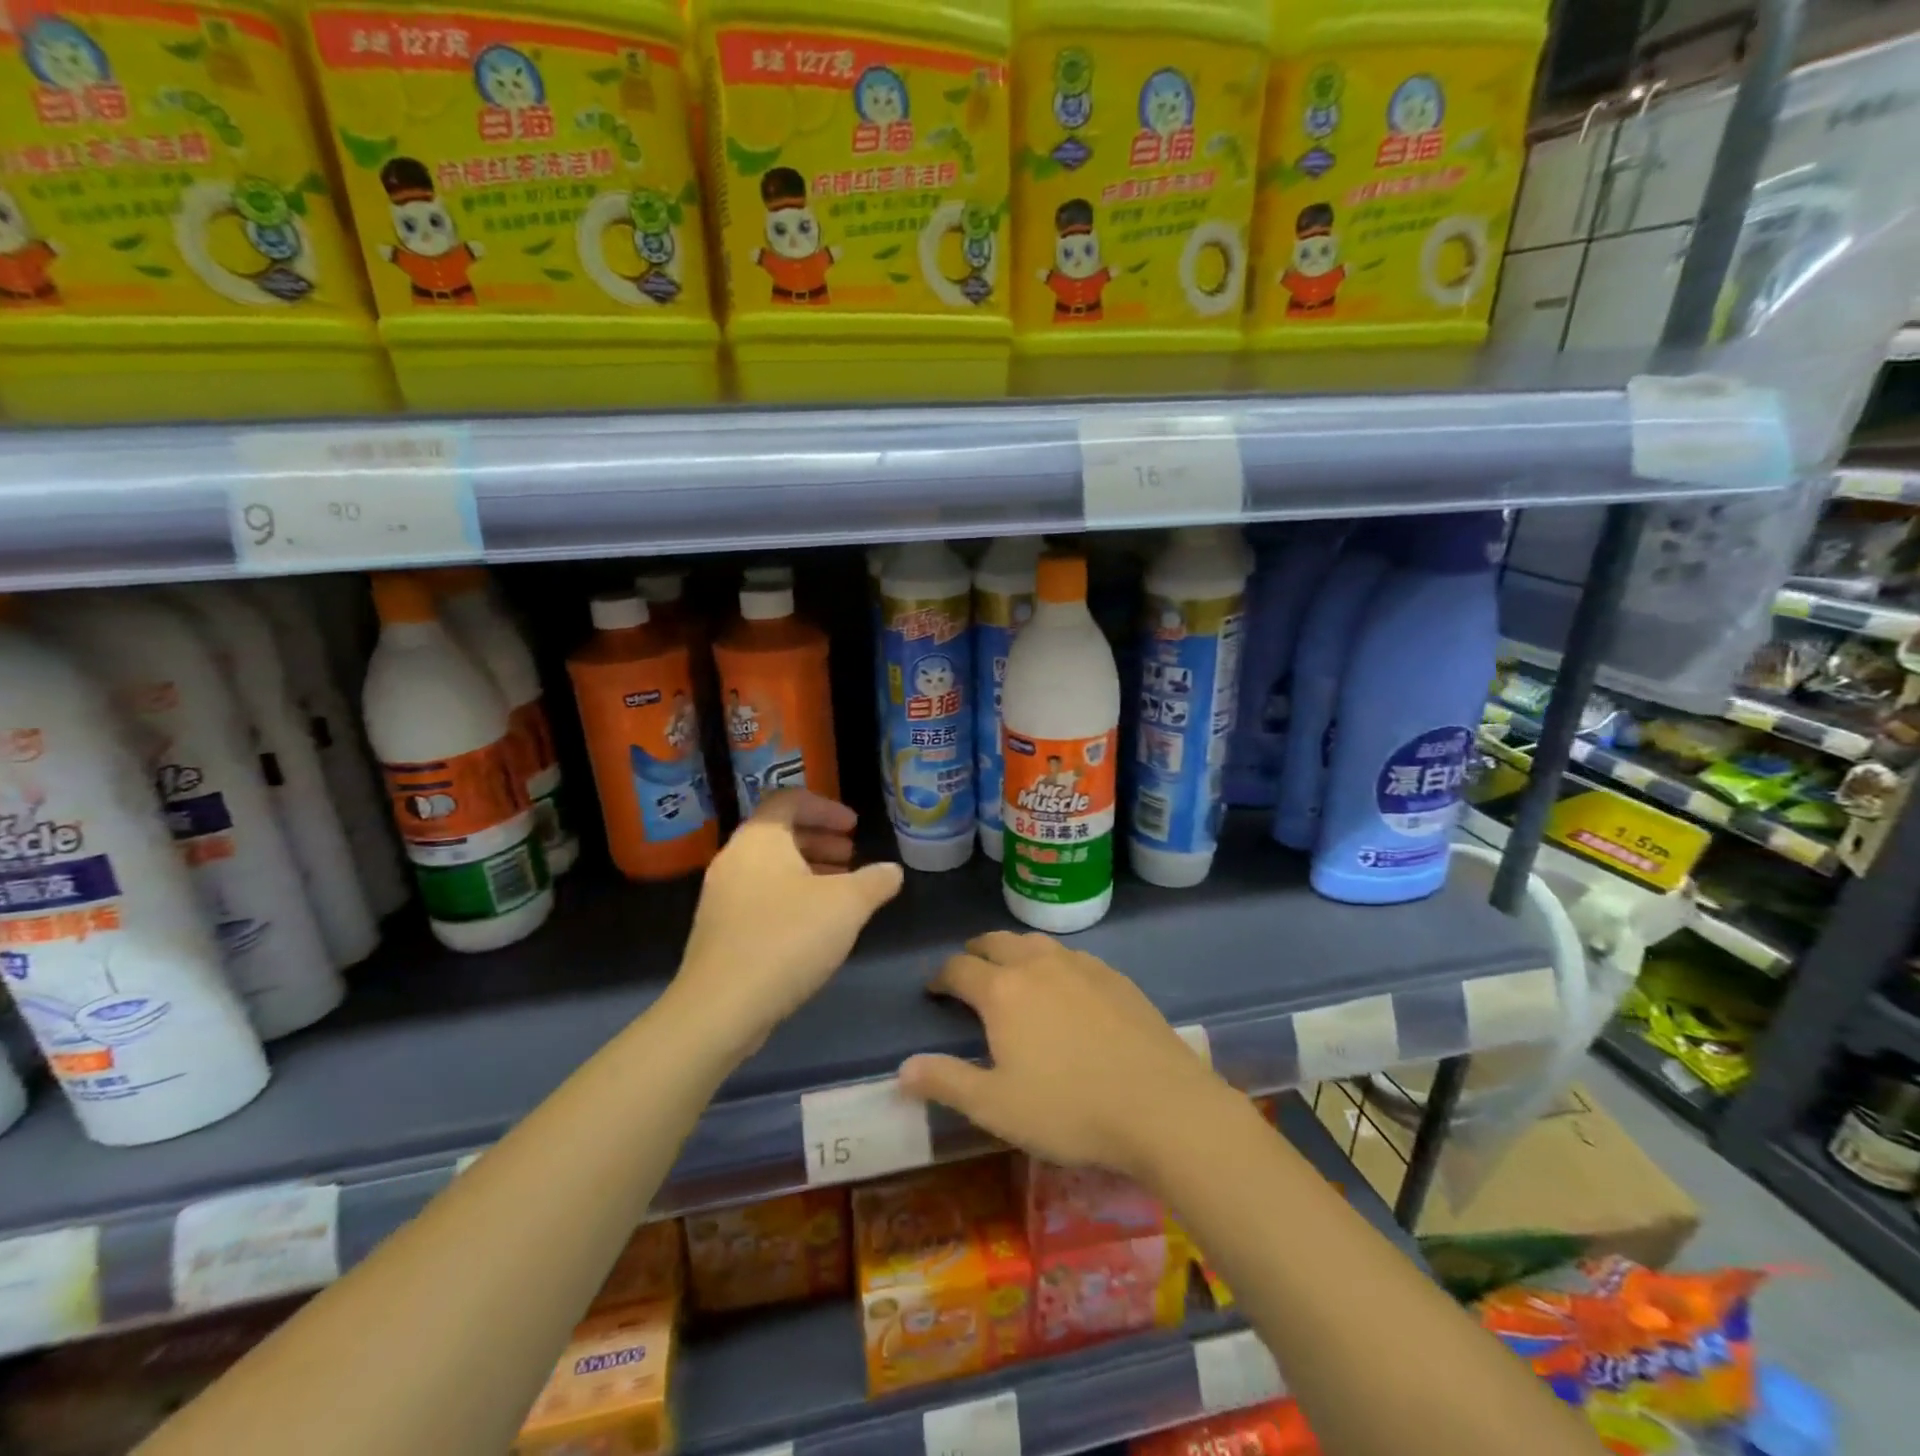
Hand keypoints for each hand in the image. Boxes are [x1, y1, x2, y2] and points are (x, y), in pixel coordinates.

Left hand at [675, 791, 902, 1055]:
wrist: (721, 1007)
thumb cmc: (787, 939)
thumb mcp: (847, 905)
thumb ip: (875, 881)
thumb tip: (892, 871)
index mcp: (759, 839)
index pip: (789, 800)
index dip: (825, 807)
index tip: (853, 828)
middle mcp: (734, 859)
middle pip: (778, 834)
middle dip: (820, 840)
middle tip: (851, 856)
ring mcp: (721, 896)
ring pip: (769, 868)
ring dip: (807, 871)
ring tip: (840, 891)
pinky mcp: (718, 930)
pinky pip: (759, 896)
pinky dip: (790, 896)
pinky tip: (814, 926)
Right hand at [898, 932, 1226, 1180]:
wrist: (1161, 1106)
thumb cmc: (1069, 1109)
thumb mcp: (996, 1107)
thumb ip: (947, 1082)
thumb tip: (903, 1068)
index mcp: (1002, 990)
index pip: (958, 969)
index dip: (940, 978)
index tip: (934, 991)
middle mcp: (1038, 964)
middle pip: (996, 942)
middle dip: (975, 953)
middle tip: (969, 972)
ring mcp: (1081, 965)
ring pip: (1036, 943)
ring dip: (1014, 951)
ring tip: (1012, 972)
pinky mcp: (1115, 976)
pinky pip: (1072, 956)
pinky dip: (1053, 963)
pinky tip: (1065, 987)